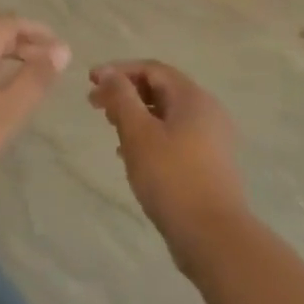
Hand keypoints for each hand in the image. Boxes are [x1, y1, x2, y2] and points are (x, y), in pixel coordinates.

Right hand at [88, 60, 246, 263]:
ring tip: (111, 129)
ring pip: (167, 115)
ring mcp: (212, 139)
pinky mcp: (209, 163)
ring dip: (136, 116)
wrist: (212, 234)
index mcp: (193, 98)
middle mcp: (207, 112)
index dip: (119, 71)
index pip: (152, 69)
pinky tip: (130, 155)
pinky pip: (175, 137)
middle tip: (95, 106)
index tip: (90, 82)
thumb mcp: (138, 133)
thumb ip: (121, 98)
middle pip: (161, 90)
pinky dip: (150, 136)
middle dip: (126, 94)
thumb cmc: (171, 176)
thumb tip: (107, 74)